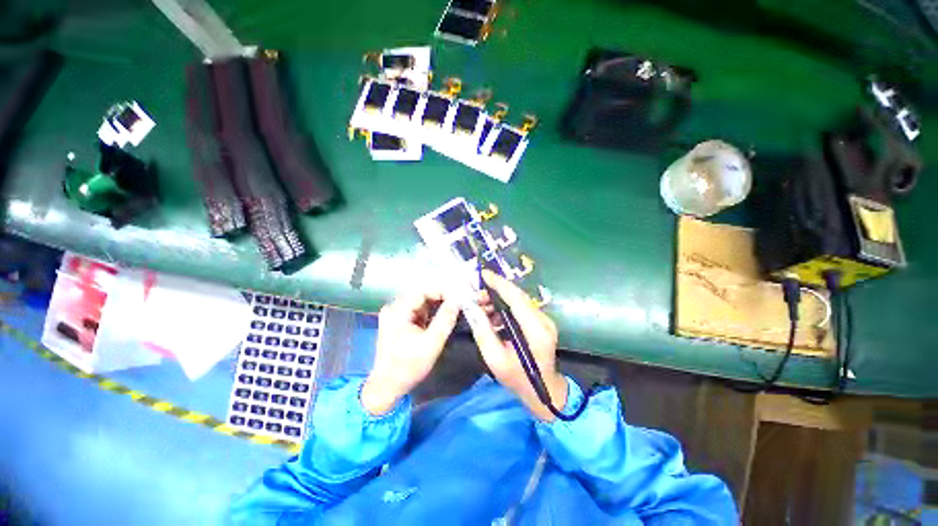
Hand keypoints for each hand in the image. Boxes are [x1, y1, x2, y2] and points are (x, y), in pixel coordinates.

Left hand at [361, 290, 460, 415]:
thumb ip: (445, 319)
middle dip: (441, 299)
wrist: (387, 387)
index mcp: (398, 311)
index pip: (423, 292)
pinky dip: (430, 314)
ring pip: (421, 304)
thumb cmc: (409, 366)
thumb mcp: (432, 342)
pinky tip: (441, 318)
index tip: (459, 297)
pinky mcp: (398, 323)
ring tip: (453, 310)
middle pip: (421, 296)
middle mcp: (394, 308)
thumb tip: (457, 300)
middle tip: (459, 303)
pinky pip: (417, 312)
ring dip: (436, 306)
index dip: (442, 292)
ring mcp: (395, 315)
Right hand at [465, 270, 566, 421]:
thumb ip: (483, 332)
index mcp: (535, 330)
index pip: (516, 299)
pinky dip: (505, 307)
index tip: (483, 274)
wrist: (544, 392)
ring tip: (481, 306)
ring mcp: (544, 320)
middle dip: (495, 290)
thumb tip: (471, 308)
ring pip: (519, 300)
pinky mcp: (541, 322)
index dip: (499, 284)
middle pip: (518, 296)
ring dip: (499, 299)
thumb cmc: (518, 379)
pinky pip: (520, 308)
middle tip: (476, 295)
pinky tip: (492, 315)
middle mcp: (543, 320)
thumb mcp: (495, 359)